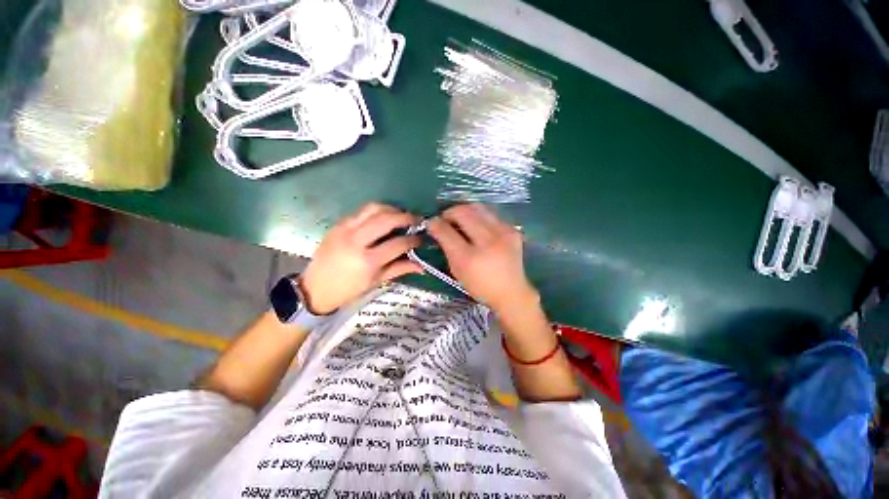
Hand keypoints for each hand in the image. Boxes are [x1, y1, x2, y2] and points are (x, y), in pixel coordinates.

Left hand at [300, 203, 422, 313]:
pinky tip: (384, 217)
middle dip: (406, 217)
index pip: (398, 244)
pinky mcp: (338, 223)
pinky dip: (377, 211)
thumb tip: (423, 266)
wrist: (315, 287)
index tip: (422, 238)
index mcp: (368, 261)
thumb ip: (400, 269)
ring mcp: (345, 229)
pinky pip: (361, 211)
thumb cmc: (349, 289)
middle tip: (417, 220)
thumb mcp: (377, 281)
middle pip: (387, 219)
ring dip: (392, 209)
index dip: (414, 240)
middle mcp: (356, 241)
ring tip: (401, 215)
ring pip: (373, 208)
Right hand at [427, 204, 537, 311]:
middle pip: (463, 212)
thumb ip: (446, 247)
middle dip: (450, 212)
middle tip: (446, 219)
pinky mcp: (513, 230)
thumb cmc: (480, 286)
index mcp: (469, 258)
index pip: (446, 231)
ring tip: (460, 219)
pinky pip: (491, 214)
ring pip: (478, 207)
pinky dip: (479, 217)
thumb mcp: (457, 271)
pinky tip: (478, 226)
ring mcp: (504, 233)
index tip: (431, 222)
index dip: (435, 223)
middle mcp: (488, 242)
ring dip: (465, 211)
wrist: (511, 292)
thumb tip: (437, 226)